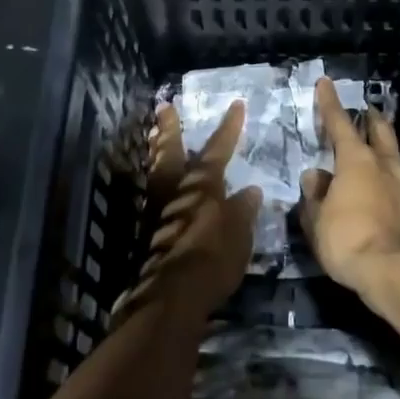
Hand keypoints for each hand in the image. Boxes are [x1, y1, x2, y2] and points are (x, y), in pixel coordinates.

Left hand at [112, 102, 260, 325]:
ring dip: (157, 151)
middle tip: (165, 107)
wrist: (171, 294)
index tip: (236, 105)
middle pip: (171, 151)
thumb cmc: (212, 257)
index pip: (217, 148)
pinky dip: (157, 179)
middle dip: (170, 128)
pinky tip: (162, 184)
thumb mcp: (239, 233)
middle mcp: (177, 189)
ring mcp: (158, 209)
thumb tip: (250, 191)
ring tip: (156, 137)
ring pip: (157, 170)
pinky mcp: (149, 230)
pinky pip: (154, 192)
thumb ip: (243, 210)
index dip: (228, 127)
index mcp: (202, 184)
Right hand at [297, 77, 399, 294]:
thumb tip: (315, 177)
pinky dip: (388, 178)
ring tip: (373, 152)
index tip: (326, 83)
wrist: (394, 273)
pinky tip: (383, 190)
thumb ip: (314, 194)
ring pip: (393, 155)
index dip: (330, 102)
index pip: (339, 123)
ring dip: (383, 148)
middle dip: (370, 118)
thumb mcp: (316, 219)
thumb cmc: (347, 240)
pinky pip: (399, 183)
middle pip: (380, 130)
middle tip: (365, 111)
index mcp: (356, 160)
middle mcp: (384, 164)